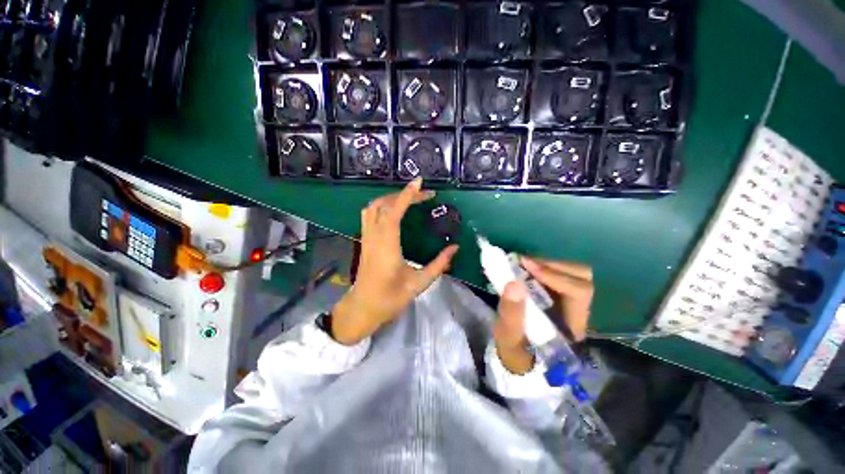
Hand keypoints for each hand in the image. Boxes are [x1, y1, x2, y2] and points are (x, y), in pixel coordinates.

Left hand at [330, 178, 458, 344]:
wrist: (364, 308)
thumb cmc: (391, 298)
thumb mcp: (419, 283)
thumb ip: (439, 264)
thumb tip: (455, 248)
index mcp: (387, 246)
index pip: (394, 213)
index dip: (407, 195)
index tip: (419, 183)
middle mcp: (374, 237)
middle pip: (384, 205)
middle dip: (404, 195)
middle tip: (425, 195)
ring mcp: (366, 238)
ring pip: (373, 207)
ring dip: (391, 198)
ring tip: (409, 199)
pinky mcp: (364, 240)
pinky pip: (369, 215)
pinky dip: (382, 205)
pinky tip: (394, 210)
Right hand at [493, 258, 593, 373]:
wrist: (518, 357)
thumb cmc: (515, 352)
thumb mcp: (508, 337)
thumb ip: (511, 314)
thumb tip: (513, 283)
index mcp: (574, 327)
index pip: (579, 292)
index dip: (554, 275)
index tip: (526, 266)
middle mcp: (579, 312)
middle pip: (582, 277)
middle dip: (552, 266)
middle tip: (524, 263)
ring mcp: (570, 303)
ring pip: (573, 273)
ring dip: (547, 265)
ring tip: (522, 264)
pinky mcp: (559, 296)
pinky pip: (559, 274)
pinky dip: (542, 267)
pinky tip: (525, 267)